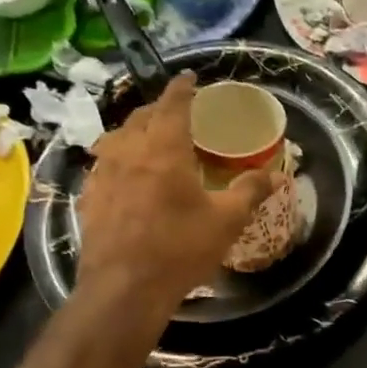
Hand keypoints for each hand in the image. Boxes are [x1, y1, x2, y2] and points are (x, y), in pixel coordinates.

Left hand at [76, 74, 274, 304]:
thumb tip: (277, 174)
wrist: (124, 290)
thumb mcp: (226, 220)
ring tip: (148, 138)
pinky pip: (102, 166)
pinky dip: (116, 158)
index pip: (172, 104)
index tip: (189, 77)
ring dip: (133, 130)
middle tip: (176, 111)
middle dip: (158, 108)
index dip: (182, 87)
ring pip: (115, 138)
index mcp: (164, 149)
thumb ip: (250, 191)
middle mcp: (128, 153)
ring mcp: (103, 175)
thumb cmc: (180, 248)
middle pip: (140, 116)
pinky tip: (123, 175)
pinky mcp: (88, 199)